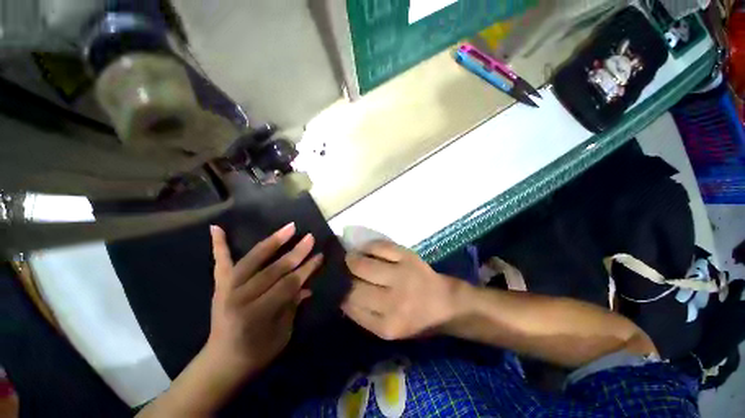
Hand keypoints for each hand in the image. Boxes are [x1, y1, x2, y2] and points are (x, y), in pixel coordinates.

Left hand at [206, 224, 322, 376]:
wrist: (221, 362)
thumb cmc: (257, 353)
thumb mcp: (282, 333)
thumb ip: (293, 305)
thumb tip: (307, 285)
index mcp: (256, 314)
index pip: (288, 285)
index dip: (306, 270)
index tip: (320, 256)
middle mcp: (239, 298)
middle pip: (273, 270)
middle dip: (296, 253)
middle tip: (310, 237)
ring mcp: (226, 289)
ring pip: (252, 259)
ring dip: (272, 242)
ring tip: (288, 228)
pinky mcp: (219, 286)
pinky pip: (220, 263)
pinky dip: (219, 245)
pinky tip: (217, 227)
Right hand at [341, 241, 464, 339]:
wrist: (444, 303)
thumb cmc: (414, 319)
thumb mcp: (387, 328)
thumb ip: (362, 315)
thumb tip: (339, 293)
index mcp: (387, 325)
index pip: (350, 305)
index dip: (338, 292)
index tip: (333, 285)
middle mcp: (394, 301)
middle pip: (353, 284)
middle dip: (342, 275)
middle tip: (340, 269)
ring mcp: (402, 275)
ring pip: (362, 263)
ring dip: (351, 259)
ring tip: (350, 258)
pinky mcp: (408, 256)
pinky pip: (379, 246)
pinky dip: (368, 247)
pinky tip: (365, 250)